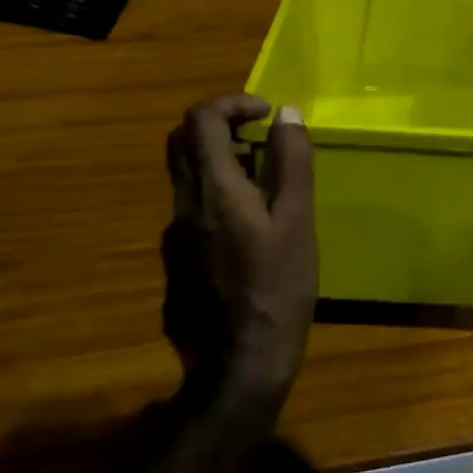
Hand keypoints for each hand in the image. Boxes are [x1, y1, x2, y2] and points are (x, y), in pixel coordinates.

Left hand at [163, 95, 316, 407]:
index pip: (200, 119)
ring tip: (268, 187)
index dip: (233, 103)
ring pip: (188, 178)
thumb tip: (287, 113)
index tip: (267, 114)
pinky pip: (193, 211)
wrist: (236, 370)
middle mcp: (183, 206)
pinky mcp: (177, 264)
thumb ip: (291, 162)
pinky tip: (252, 232)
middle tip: (260, 138)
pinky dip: (218, 198)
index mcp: (213, 189)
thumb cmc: (276, 290)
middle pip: (182, 142)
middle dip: (221, 126)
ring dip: (223, 164)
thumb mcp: (297, 220)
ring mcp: (174, 237)